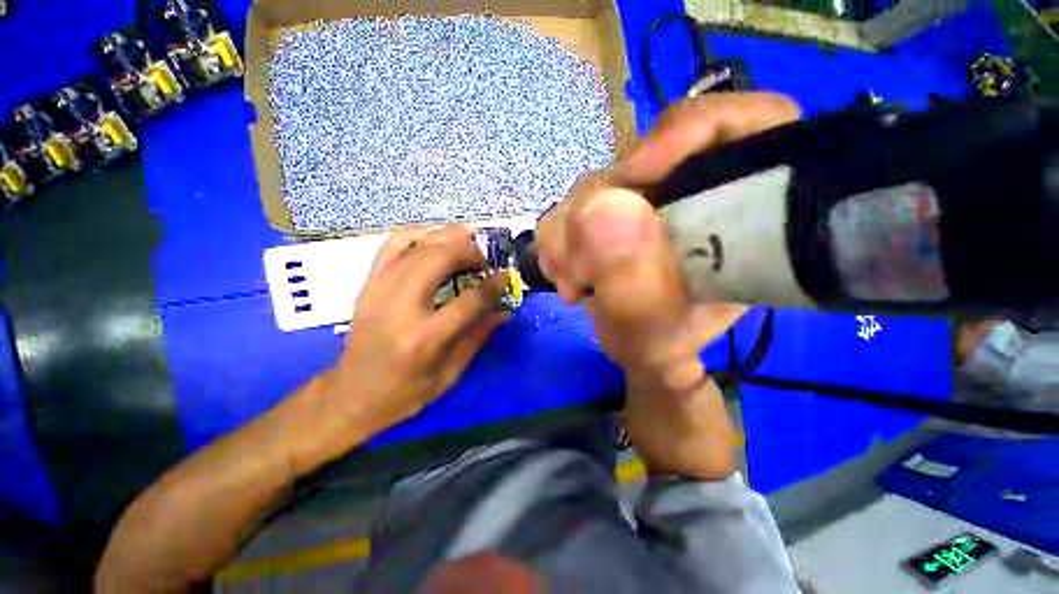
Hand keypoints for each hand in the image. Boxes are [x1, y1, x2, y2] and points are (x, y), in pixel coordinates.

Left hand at [300, 227, 508, 467]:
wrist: (349, 396)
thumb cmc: (403, 393)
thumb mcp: (449, 375)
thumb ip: (478, 337)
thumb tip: (504, 311)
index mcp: (425, 339)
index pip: (469, 300)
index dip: (493, 285)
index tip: (504, 276)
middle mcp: (400, 308)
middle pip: (439, 258)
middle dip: (469, 251)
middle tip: (484, 259)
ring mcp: (378, 291)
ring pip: (416, 245)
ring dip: (446, 237)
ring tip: (466, 242)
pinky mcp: (367, 285)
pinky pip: (392, 245)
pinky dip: (417, 235)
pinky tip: (434, 240)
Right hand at [537, 93, 799, 479]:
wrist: (638, 346)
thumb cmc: (665, 343)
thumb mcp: (658, 335)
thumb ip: (637, 288)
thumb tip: (600, 213)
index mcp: (739, 208)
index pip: (738, 125)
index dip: (689, 133)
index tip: (636, 176)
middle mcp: (690, 187)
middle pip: (641, 157)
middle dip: (598, 211)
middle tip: (584, 274)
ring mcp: (643, 194)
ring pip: (593, 184)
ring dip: (569, 235)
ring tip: (576, 285)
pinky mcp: (607, 208)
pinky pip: (568, 206)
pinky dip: (557, 241)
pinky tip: (567, 276)